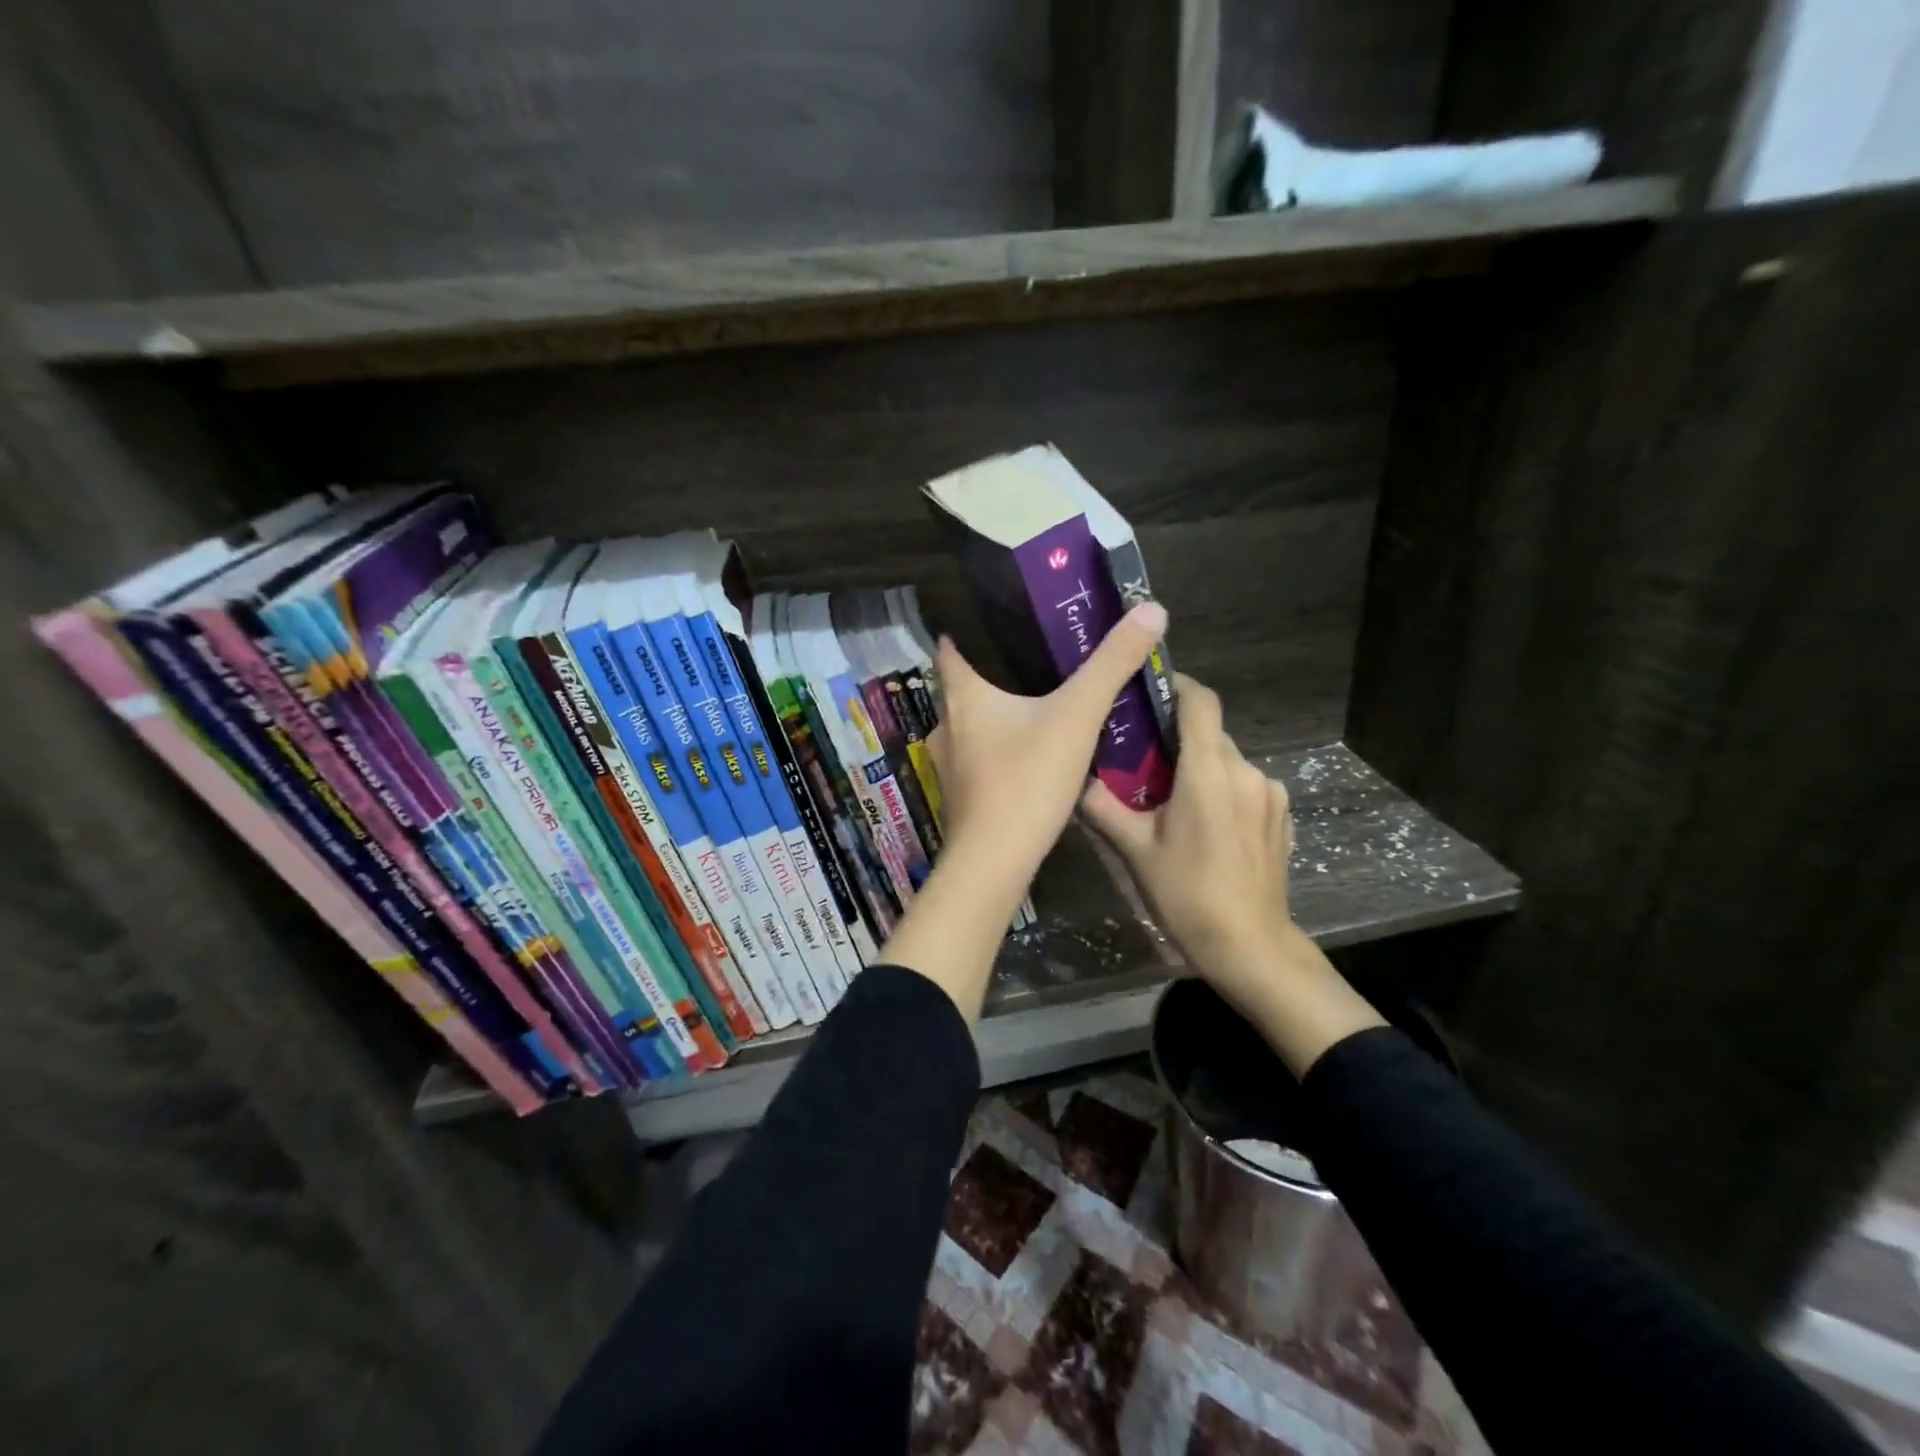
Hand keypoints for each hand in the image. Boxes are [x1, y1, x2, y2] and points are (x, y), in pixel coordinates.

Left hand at [927, 600, 1167, 904]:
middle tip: (1038, 654)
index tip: (1001, 615)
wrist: (994, 862)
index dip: (970, 625)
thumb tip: (1151, 609)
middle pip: (964, 681)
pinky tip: (1029, 748)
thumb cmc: (1026, 780)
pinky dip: (1000, 743)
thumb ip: (1112, 664)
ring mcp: (947, 760)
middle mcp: (945, 721)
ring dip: (998, 708)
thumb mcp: (1077, 716)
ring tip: (1039, 698)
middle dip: (996, 667)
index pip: (950, 643)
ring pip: (972, 720)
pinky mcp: (958, 791)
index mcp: (962, 693)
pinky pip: (979, 752)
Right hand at [1080, 673, 1382, 1073]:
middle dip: (1179, 737)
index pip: (1200, 701)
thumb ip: (1101, 806)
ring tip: (1172, 798)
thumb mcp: (1134, 850)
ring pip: (1228, 761)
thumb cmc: (1186, 893)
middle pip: (1211, 732)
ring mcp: (1271, 792)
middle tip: (1144, 759)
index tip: (1150, 689)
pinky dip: (1224, 790)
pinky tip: (1206, 825)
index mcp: (1209, 770)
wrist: (1249, 946)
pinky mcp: (1282, 815)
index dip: (1177, 684)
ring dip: (1201, 767)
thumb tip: (1072, 777)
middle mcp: (1246, 770)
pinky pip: (1246, 785)